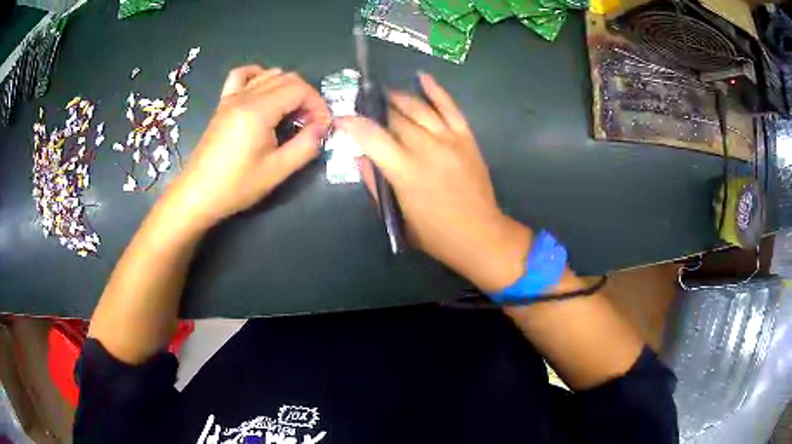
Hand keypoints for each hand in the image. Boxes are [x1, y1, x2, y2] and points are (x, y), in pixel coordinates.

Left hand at [165, 66, 330, 227]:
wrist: (197, 194)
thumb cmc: (236, 186)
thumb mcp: (277, 171)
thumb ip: (306, 146)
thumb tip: (322, 128)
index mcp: (259, 110)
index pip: (299, 89)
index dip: (317, 104)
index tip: (321, 127)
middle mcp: (245, 96)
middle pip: (287, 78)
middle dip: (306, 97)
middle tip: (310, 124)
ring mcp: (231, 97)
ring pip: (268, 74)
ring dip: (287, 88)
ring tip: (291, 114)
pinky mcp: (223, 104)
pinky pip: (242, 76)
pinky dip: (258, 76)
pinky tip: (264, 90)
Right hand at [337, 74, 531, 291]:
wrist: (480, 235)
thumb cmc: (434, 234)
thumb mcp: (397, 216)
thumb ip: (375, 183)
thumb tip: (361, 157)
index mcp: (406, 172)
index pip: (372, 137)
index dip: (353, 124)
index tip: (341, 119)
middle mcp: (427, 148)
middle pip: (395, 118)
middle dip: (375, 110)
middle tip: (364, 107)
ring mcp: (449, 139)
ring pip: (418, 108)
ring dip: (398, 98)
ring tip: (384, 93)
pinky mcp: (466, 138)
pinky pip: (450, 108)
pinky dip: (436, 91)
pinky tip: (422, 77)